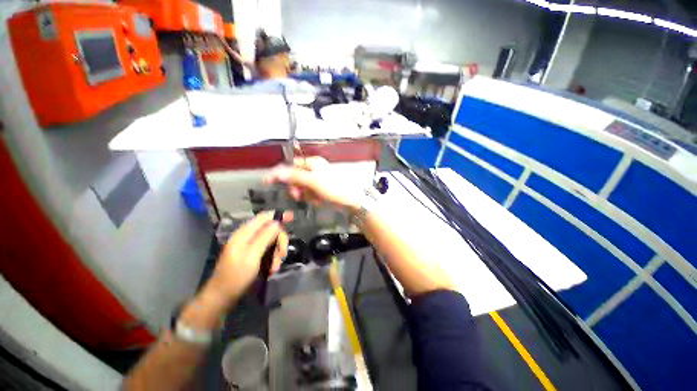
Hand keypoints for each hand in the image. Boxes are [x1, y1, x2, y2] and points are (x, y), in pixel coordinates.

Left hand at [204, 211, 291, 305]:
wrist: (222, 297)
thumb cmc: (236, 277)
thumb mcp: (252, 256)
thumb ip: (264, 237)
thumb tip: (276, 222)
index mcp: (244, 234)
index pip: (263, 217)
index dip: (278, 215)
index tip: (292, 217)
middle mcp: (247, 237)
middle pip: (271, 230)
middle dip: (279, 241)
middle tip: (282, 255)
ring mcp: (250, 246)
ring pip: (271, 241)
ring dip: (277, 253)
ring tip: (275, 267)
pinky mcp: (252, 255)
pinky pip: (268, 250)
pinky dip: (273, 258)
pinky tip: (272, 269)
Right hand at [264, 157, 362, 211]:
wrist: (351, 201)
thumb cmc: (334, 188)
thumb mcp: (313, 182)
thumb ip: (295, 177)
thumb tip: (277, 173)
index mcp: (313, 163)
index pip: (291, 165)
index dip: (281, 173)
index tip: (268, 181)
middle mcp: (315, 169)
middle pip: (296, 178)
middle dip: (297, 188)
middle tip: (298, 195)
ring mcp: (318, 180)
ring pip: (302, 188)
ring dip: (306, 195)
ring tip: (315, 198)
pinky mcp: (321, 190)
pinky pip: (310, 194)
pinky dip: (313, 198)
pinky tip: (320, 200)